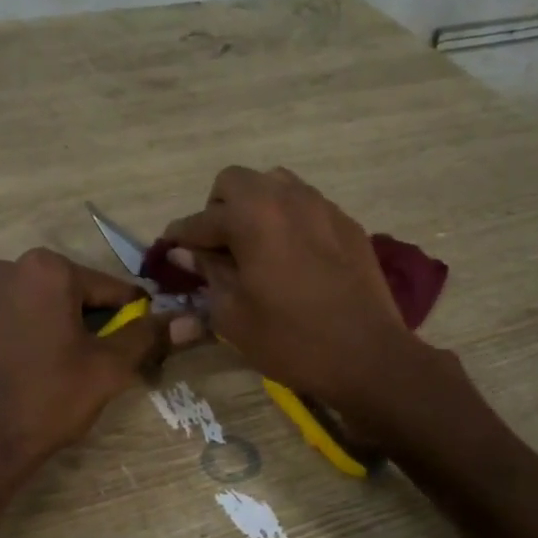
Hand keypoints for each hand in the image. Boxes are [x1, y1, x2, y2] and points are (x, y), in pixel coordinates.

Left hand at [0, 249, 182, 483]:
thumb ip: (148, 337)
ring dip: (43, 326)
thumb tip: (192, 321)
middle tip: (87, 364)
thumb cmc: (47, 401)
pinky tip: (11, 371)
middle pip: (63, 292)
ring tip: (47, 370)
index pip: (107, 288)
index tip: (132, 344)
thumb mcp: (108, 369)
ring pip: (26, 304)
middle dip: (81, 321)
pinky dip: (8, 336)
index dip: (127, 317)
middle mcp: (1, 267)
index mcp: (46, 269)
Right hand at [162, 166, 423, 406]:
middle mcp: (286, 197)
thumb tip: (185, 252)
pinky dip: (288, 221)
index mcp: (252, 216)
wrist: (368, 356)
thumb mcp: (233, 315)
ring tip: (255, 248)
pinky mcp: (347, 224)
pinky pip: (307, 206)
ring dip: (255, 208)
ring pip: (275, 186)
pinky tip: (292, 258)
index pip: (201, 219)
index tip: (169, 250)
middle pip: (236, 182)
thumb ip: (207, 274)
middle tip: (217, 249)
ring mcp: (322, 206)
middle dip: (219, 210)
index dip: (180, 237)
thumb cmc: (291, 340)